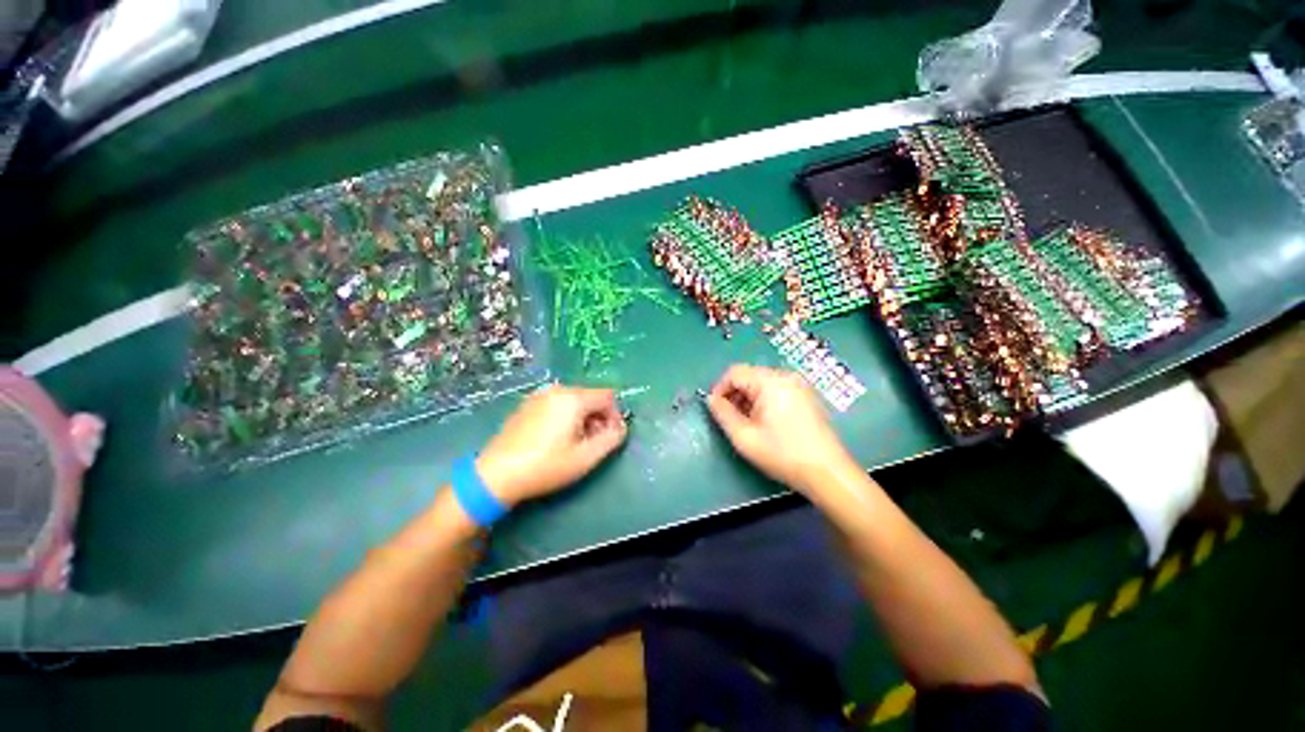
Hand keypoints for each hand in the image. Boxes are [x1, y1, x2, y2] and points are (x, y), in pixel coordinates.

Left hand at [476, 385, 627, 506]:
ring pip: (574, 400)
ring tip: (576, 443)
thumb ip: (611, 439)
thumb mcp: (586, 457)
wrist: (496, 475)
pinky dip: (566, 416)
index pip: (608, 396)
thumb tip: (621, 427)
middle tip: (594, 442)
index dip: (615, 415)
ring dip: (583, 417)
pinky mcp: (527, 405)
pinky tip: (556, 438)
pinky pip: (557, 404)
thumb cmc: (546, 466)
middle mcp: (557, 390)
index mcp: (573, 398)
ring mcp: (539, 396)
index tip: (611, 436)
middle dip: (599, 417)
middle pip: (591, 397)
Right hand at [706, 364, 852, 494]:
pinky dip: (763, 400)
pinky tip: (764, 422)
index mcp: (770, 381)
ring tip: (746, 423)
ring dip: (748, 398)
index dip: (719, 388)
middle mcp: (785, 376)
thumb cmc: (782, 453)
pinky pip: (776, 389)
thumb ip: (722, 413)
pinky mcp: (806, 395)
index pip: (734, 372)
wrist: (827, 472)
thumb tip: (711, 400)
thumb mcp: (744, 436)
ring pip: (761, 382)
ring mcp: (798, 385)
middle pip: (749, 375)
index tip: (715, 409)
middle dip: (734, 394)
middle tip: (730, 419)